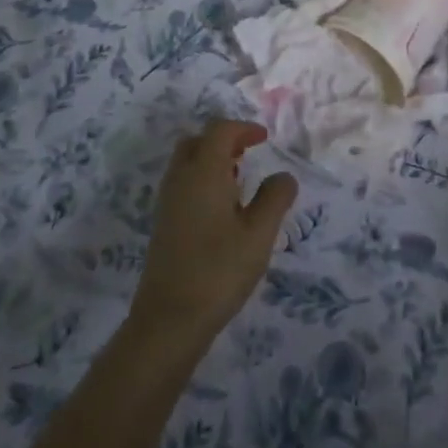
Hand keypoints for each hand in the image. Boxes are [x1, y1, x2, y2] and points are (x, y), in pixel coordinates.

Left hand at [128, 119, 296, 351]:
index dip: (243, 128)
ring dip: (211, 160)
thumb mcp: (259, 234)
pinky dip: (201, 180)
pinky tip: (221, 209)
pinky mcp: (163, 223)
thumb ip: (275, 198)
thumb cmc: (219, 270)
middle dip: (223, 140)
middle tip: (248, 154)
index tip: (264, 139)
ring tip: (239, 181)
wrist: (169, 319)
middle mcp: (180, 178)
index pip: (219, 130)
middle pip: (197, 141)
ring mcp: (167, 201)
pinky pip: (182, 183)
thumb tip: (284, 176)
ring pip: (186, 162)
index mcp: (203, 171)